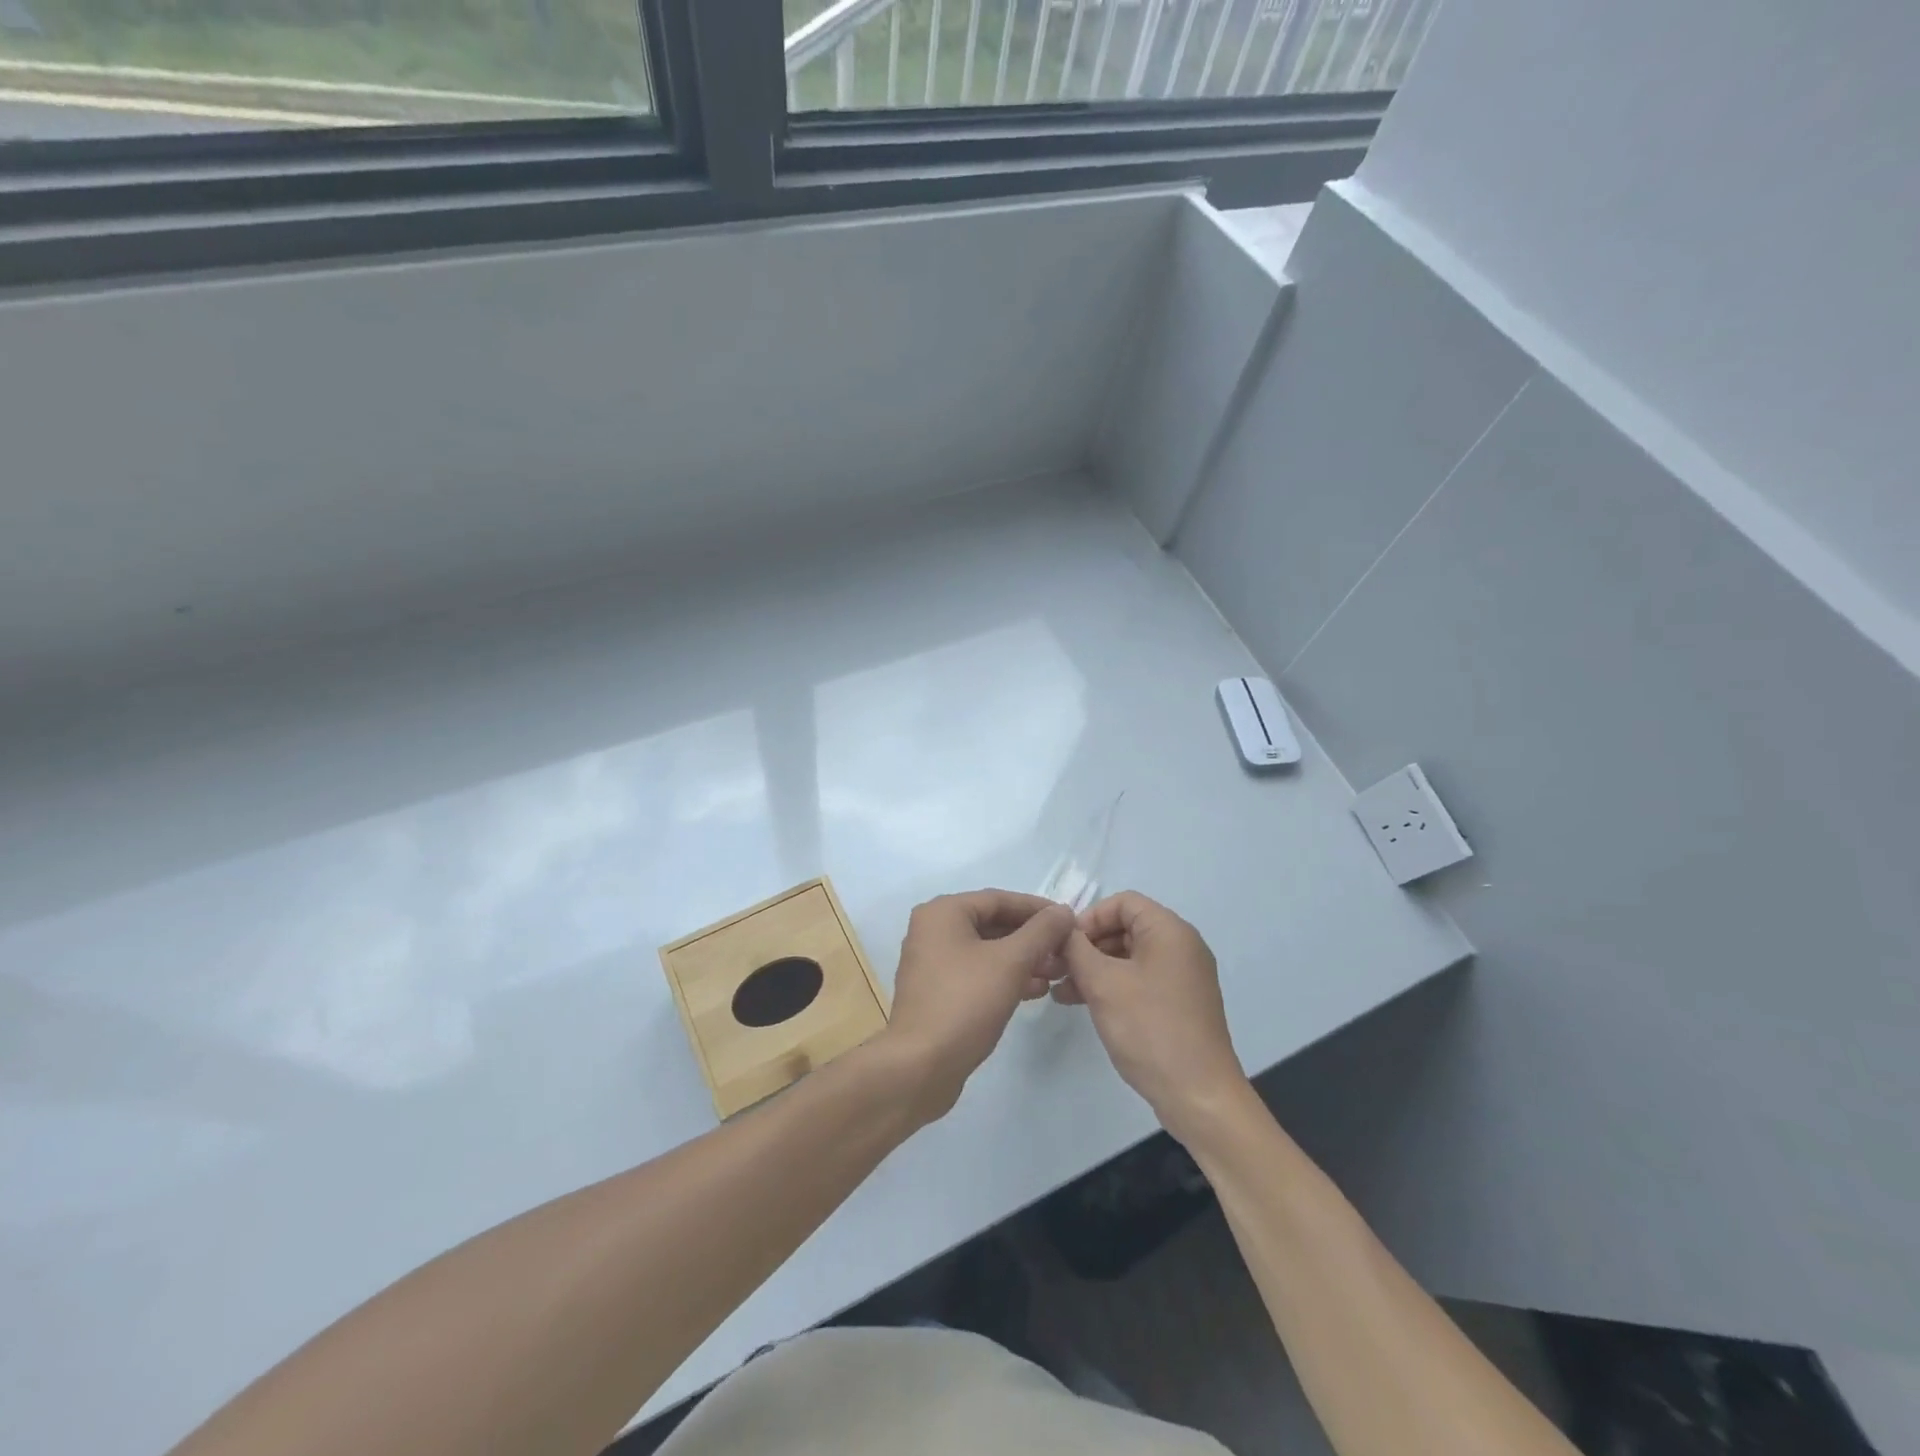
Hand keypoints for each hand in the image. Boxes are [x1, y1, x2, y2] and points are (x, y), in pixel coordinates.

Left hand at [881, 890, 1074, 1121]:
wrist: (921, 1067)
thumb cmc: (965, 1003)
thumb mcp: (1011, 962)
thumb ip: (1041, 932)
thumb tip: (1063, 910)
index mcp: (943, 912)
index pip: (999, 899)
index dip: (1038, 909)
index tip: (1070, 921)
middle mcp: (933, 930)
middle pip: (993, 924)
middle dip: (1032, 938)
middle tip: (1066, 951)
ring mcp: (933, 963)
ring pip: (987, 951)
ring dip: (1024, 959)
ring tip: (1058, 973)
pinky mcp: (938, 992)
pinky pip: (978, 973)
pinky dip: (1006, 977)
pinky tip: (1036, 991)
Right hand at [1057, 891, 1250, 1144]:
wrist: (1199, 1095)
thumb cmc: (1149, 1029)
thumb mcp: (1103, 984)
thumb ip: (1076, 949)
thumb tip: (1062, 929)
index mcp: (1170, 931)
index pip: (1122, 902)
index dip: (1089, 917)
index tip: (1064, 944)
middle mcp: (1181, 946)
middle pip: (1125, 928)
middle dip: (1088, 945)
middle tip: (1056, 969)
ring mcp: (1182, 977)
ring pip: (1129, 956)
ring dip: (1094, 968)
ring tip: (1061, 991)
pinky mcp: (1179, 1004)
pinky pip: (1140, 980)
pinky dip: (1112, 986)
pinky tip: (1082, 1003)